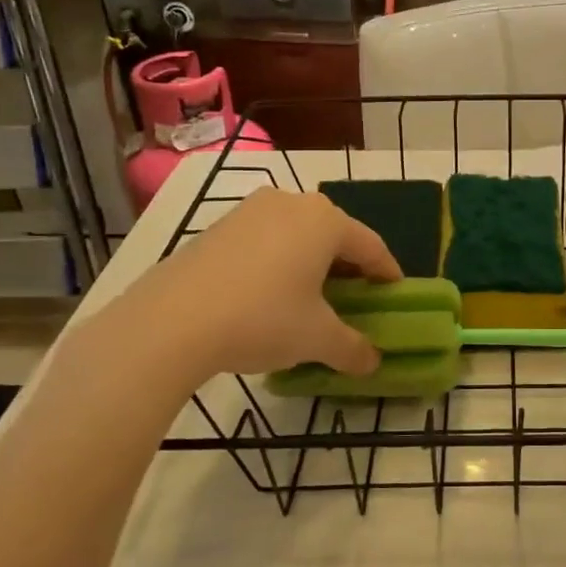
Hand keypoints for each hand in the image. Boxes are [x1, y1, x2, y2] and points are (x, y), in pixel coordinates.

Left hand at [77, 188, 400, 387]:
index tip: (395, 296)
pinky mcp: (218, 227)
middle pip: (334, 236)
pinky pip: (265, 241)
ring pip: (297, 235)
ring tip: (311, 299)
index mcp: (325, 221)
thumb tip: (373, 363)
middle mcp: (291, 203)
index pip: (371, 246)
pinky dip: (278, 263)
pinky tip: (270, 295)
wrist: (170, 322)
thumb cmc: (262, 319)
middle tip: (355, 300)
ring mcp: (250, 211)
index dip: (387, 274)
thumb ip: (353, 348)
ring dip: (312, 264)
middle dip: (349, 268)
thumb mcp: (316, 339)